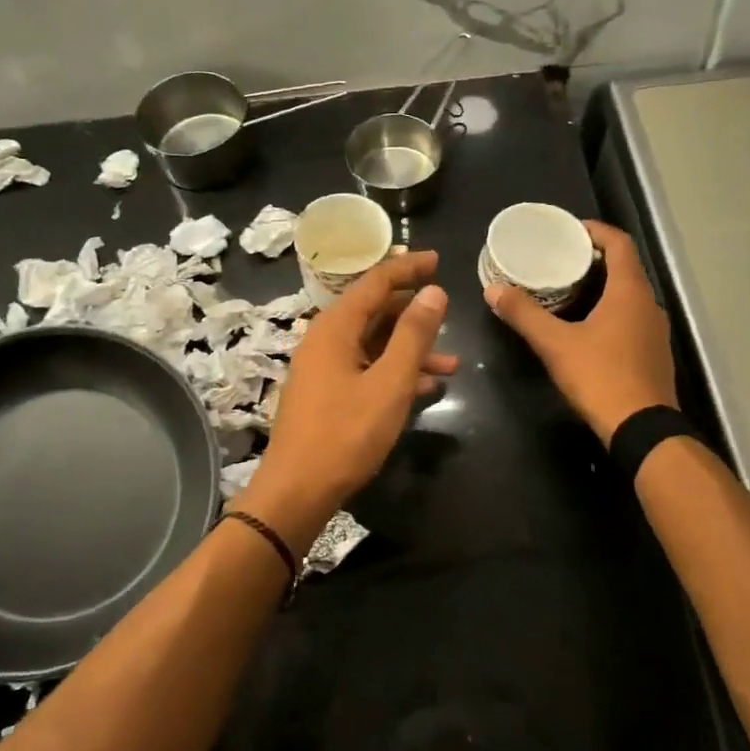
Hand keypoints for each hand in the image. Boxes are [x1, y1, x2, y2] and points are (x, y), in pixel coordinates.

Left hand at [237, 251, 456, 550]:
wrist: (298, 490)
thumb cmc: (346, 434)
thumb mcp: (389, 383)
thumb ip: (414, 335)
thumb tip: (434, 291)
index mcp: (335, 328)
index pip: (375, 282)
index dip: (408, 268)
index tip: (438, 260)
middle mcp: (325, 340)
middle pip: (374, 311)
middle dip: (413, 312)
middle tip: (447, 308)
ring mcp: (324, 368)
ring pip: (373, 344)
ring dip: (411, 349)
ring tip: (451, 363)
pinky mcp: (327, 393)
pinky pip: (366, 368)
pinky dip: (395, 372)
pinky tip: (426, 387)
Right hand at [484, 220, 676, 440]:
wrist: (642, 429)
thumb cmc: (600, 377)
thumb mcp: (555, 345)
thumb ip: (524, 314)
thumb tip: (493, 290)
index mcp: (630, 292)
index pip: (619, 243)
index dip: (595, 231)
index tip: (569, 230)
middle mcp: (648, 304)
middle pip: (624, 267)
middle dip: (594, 259)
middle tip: (559, 259)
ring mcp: (655, 330)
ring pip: (629, 295)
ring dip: (602, 286)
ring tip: (568, 290)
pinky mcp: (653, 353)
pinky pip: (631, 318)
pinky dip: (610, 310)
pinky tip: (587, 326)